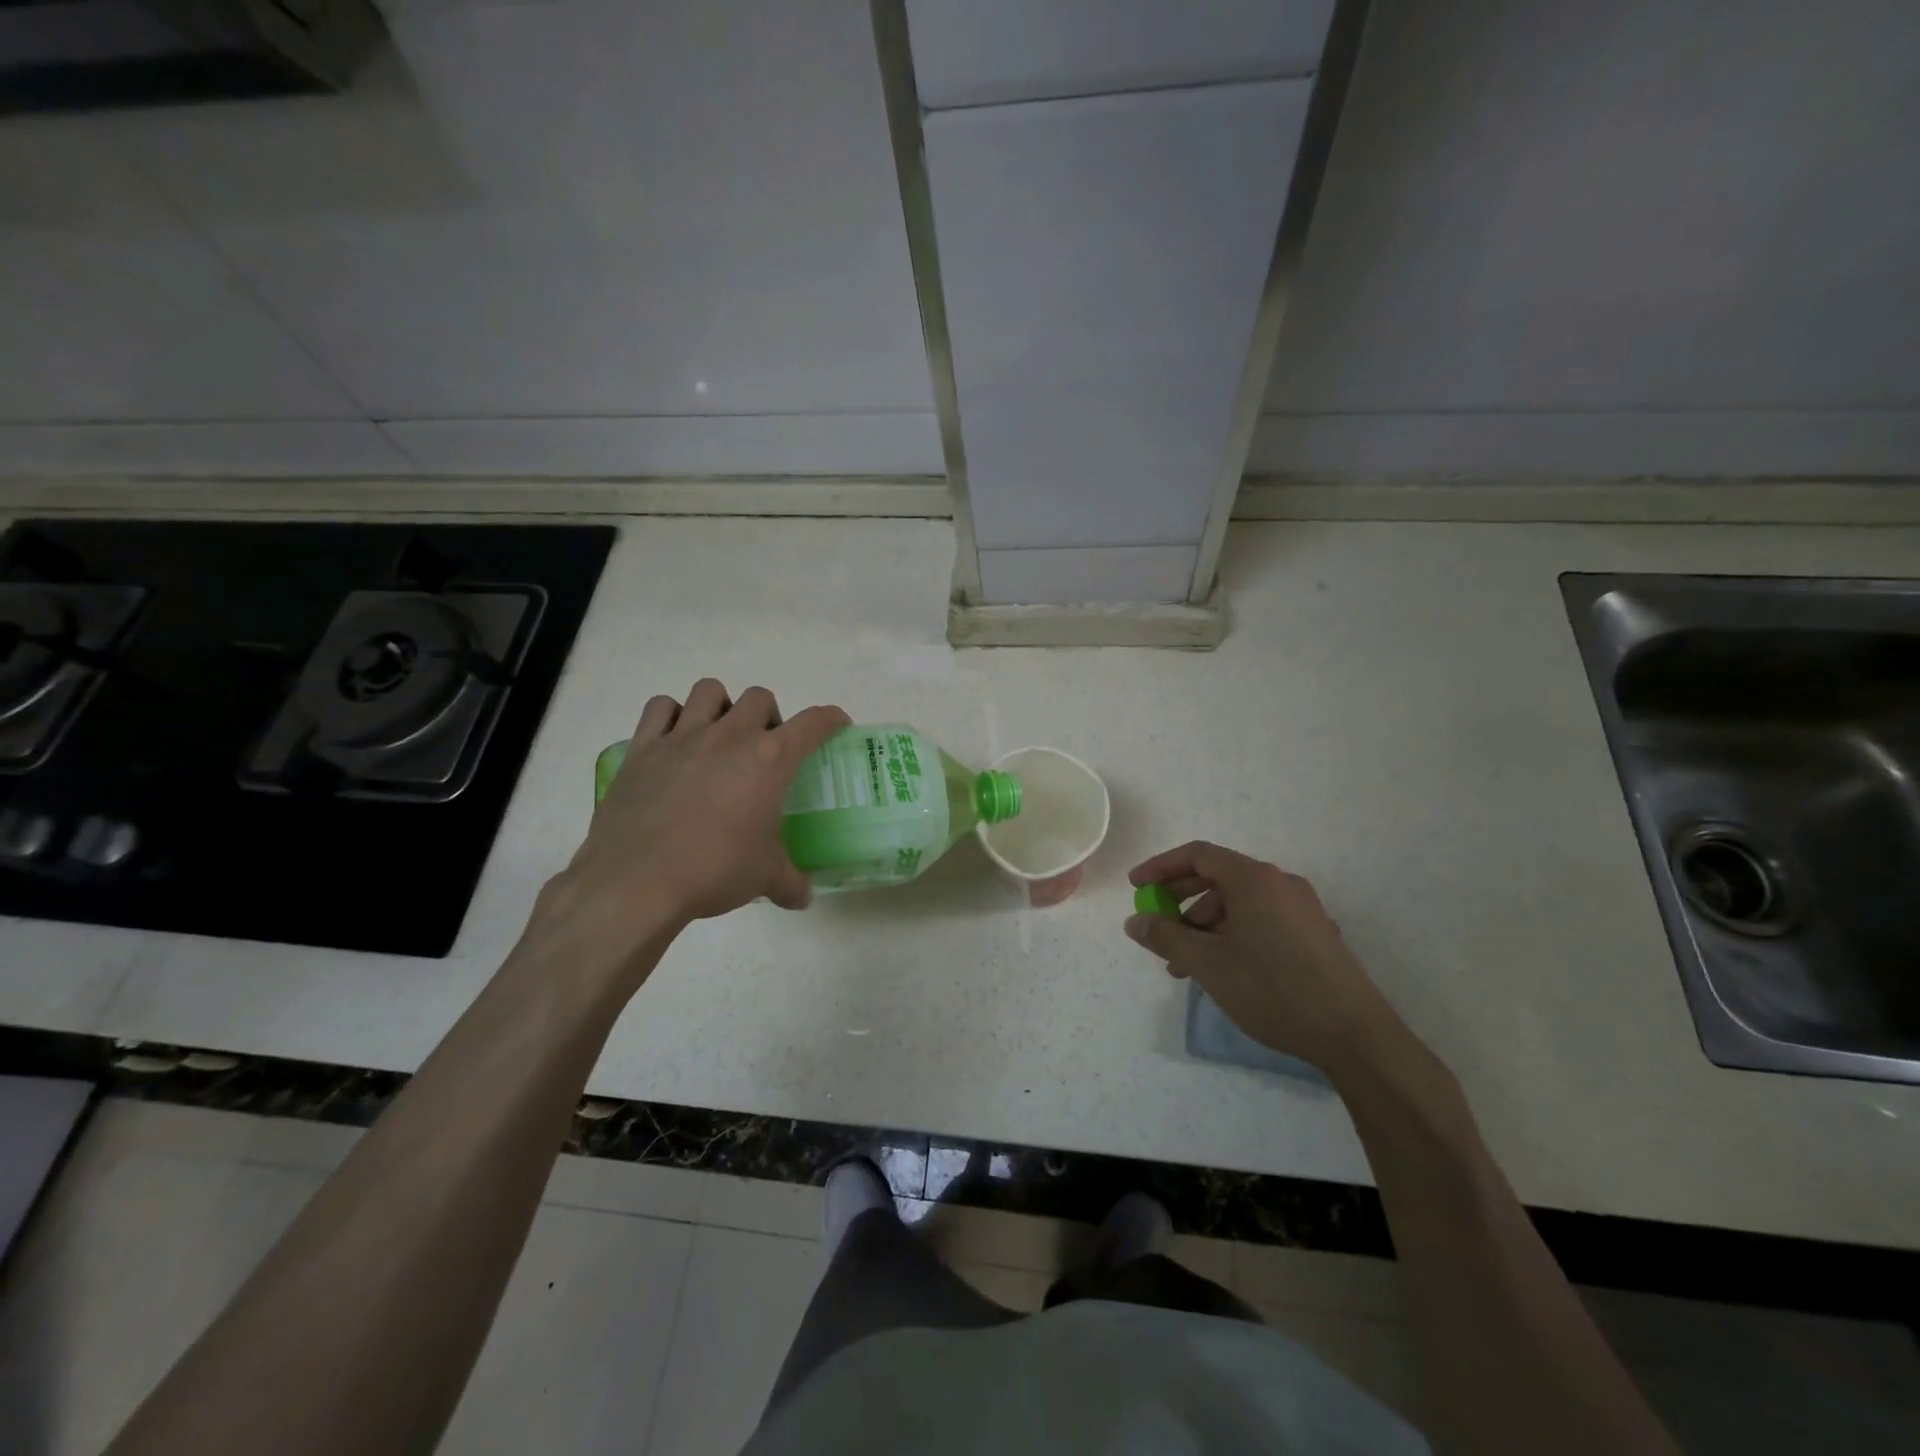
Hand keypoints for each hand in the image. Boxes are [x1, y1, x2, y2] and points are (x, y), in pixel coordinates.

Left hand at [541, 680, 848, 966]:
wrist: (637, 881)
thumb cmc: (715, 870)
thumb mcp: (764, 878)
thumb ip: (790, 883)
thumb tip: (804, 897)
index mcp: (769, 760)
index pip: (813, 723)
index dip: (830, 719)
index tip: (836, 723)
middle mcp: (729, 736)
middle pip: (759, 698)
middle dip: (769, 716)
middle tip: (765, 748)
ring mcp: (683, 737)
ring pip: (709, 690)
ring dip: (722, 706)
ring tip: (719, 735)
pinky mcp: (642, 748)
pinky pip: (659, 708)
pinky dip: (671, 715)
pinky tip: (674, 739)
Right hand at [1125, 841, 1402, 1078]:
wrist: (1354, 1035)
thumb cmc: (1273, 989)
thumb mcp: (1208, 964)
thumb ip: (1166, 937)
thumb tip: (1135, 922)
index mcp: (1254, 879)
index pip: (1198, 855)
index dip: (1161, 867)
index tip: (1136, 888)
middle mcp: (1280, 883)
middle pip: (1218, 877)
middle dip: (1180, 901)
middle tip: (1157, 928)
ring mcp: (1301, 909)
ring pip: (1238, 904)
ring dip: (1204, 926)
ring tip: (1185, 966)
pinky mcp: (1314, 934)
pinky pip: (1260, 920)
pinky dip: (1231, 935)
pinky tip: (1221, 971)